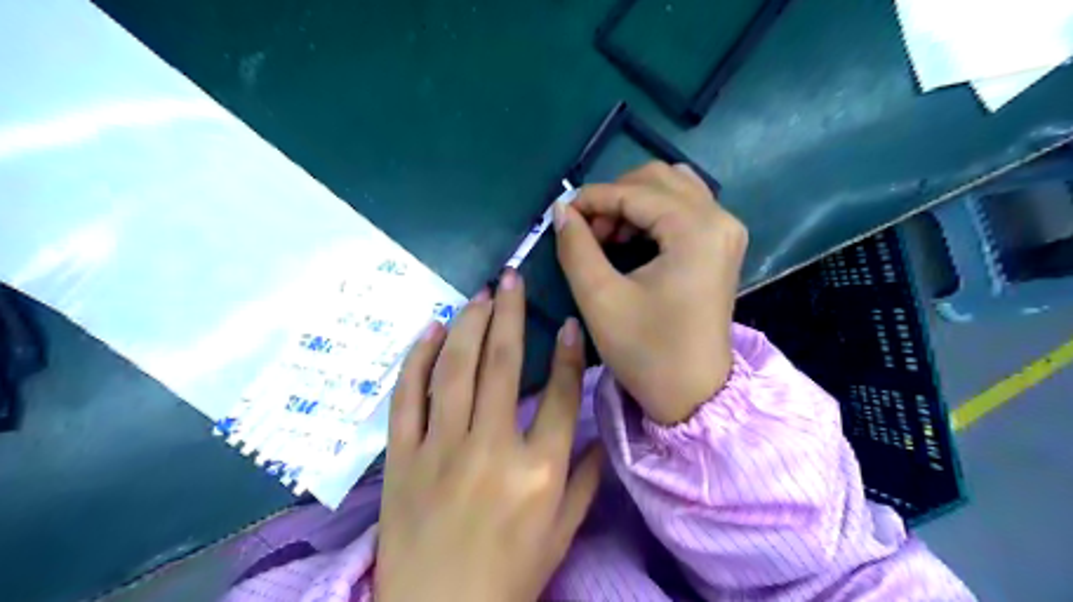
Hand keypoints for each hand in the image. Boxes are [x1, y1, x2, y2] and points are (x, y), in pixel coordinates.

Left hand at [375, 273, 600, 601]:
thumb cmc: (508, 575)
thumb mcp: (562, 534)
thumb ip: (585, 479)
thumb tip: (598, 431)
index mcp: (538, 470)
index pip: (559, 394)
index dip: (567, 351)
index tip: (567, 319)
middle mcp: (491, 448)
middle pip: (501, 363)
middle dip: (508, 312)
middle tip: (510, 277)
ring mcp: (440, 448)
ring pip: (454, 368)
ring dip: (467, 323)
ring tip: (479, 294)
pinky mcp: (401, 455)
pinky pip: (407, 395)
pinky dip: (417, 357)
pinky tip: (430, 328)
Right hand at [553, 159, 748, 422]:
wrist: (693, 394)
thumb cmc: (647, 351)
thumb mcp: (600, 298)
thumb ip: (576, 247)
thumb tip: (561, 211)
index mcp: (695, 229)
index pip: (634, 192)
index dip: (591, 199)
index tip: (559, 215)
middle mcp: (719, 219)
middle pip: (658, 179)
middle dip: (614, 197)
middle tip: (586, 231)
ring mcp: (726, 231)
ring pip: (672, 189)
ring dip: (632, 203)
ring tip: (606, 237)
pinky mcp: (722, 245)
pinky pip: (684, 208)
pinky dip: (651, 214)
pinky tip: (630, 240)